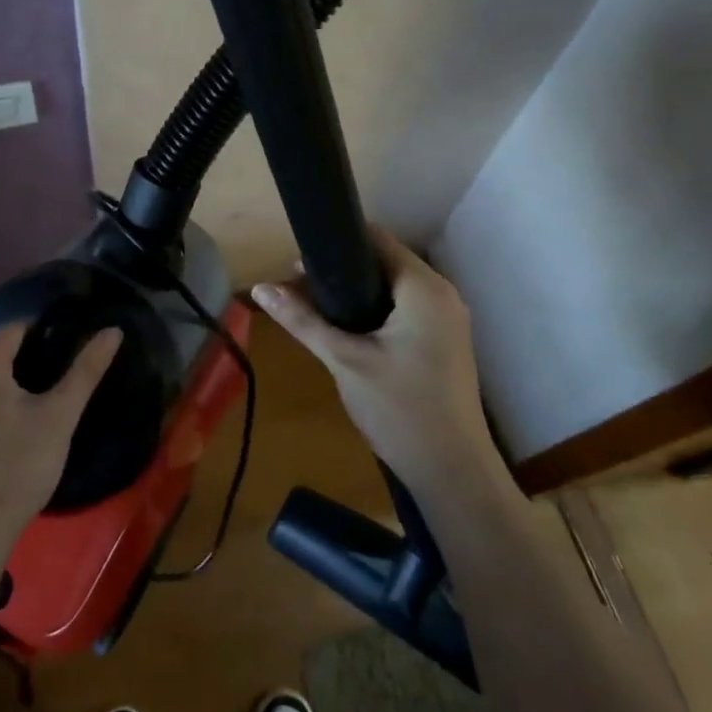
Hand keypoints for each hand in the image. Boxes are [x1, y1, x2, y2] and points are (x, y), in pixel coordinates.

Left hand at [0, 323, 121, 557]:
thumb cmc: (17, 468)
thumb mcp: (59, 416)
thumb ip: (86, 369)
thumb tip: (113, 331)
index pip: (20, 328)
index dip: (48, 340)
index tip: (66, 364)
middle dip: (25, 360)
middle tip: (52, 389)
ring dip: (3, 381)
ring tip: (31, 408)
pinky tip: (2, 428)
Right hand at [252, 229, 497, 489]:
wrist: (452, 472)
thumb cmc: (400, 409)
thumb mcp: (344, 360)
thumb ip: (302, 320)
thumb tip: (259, 289)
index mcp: (424, 288)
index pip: (377, 239)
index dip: (336, 242)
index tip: (298, 257)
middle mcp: (442, 295)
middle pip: (383, 262)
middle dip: (339, 271)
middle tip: (296, 287)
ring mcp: (446, 320)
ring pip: (391, 288)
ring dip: (353, 293)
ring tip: (310, 307)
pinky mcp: (443, 342)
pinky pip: (403, 310)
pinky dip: (372, 311)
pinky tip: (342, 330)